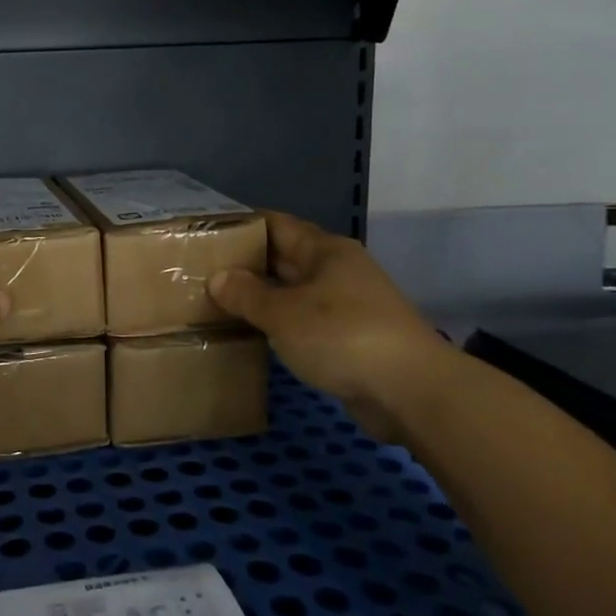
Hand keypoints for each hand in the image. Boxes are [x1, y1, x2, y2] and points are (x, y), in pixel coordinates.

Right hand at [210, 212, 451, 441]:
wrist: (410, 391)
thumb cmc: (341, 335)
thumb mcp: (283, 313)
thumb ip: (247, 294)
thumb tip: (218, 277)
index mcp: (325, 250)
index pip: (277, 224)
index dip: (244, 226)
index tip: (208, 234)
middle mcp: (339, 270)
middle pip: (286, 258)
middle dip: (249, 264)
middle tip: (204, 272)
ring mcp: (350, 305)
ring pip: (296, 292)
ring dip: (265, 298)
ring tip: (222, 304)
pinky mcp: (354, 339)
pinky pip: (307, 322)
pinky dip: (283, 325)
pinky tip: (257, 335)